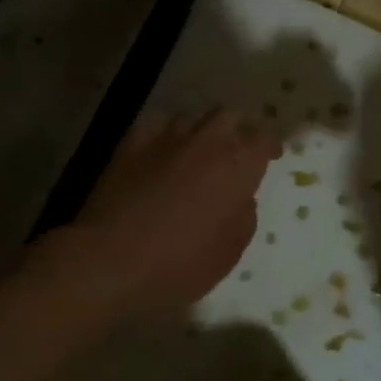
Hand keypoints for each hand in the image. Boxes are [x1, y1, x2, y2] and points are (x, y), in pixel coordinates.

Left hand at [67, 109, 280, 317]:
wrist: (110, 260)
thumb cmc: (180, 264)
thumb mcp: (230, 252)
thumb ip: (244, 215)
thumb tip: (240, 197)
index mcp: (237, 166)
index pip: (264, 137)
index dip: (270, 144)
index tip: (270, 156)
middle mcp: (206, 142)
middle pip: (229, 116)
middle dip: (237, 130)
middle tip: (236, 152)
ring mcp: (166, 138)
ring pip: (192, 119)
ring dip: (200, 133)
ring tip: (196, 154)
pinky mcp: (131, 143)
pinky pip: (157, 127)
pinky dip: (166, 137)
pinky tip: (161, 155)